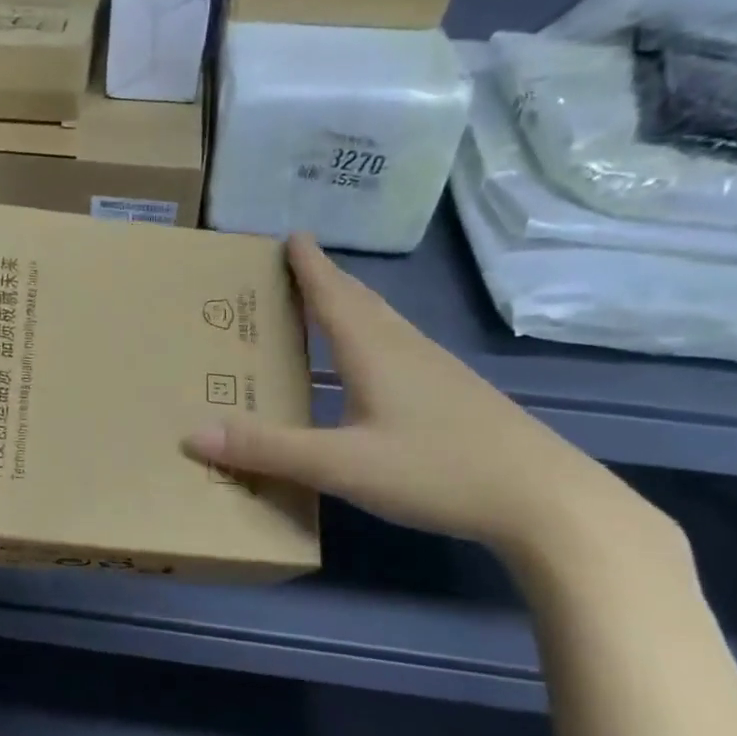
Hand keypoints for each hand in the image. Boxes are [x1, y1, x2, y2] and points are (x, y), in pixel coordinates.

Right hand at [184, 234, 640, 558]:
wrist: (544, 500)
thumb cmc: (437, 470)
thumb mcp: (340, 465)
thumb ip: (268, 450)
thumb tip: (192, 433)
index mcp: (375, 352)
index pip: (333, 296)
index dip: (309, 266)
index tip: (290, 235)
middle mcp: (406, 350)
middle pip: (361, 303)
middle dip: (327, 281)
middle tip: (298, 265)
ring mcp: (437, 372)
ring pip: (385, 325)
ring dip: (353, 308)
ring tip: (328, 306)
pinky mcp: (455, 397)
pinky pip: (400, 350)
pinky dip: (373, 339)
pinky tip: (373, 366)